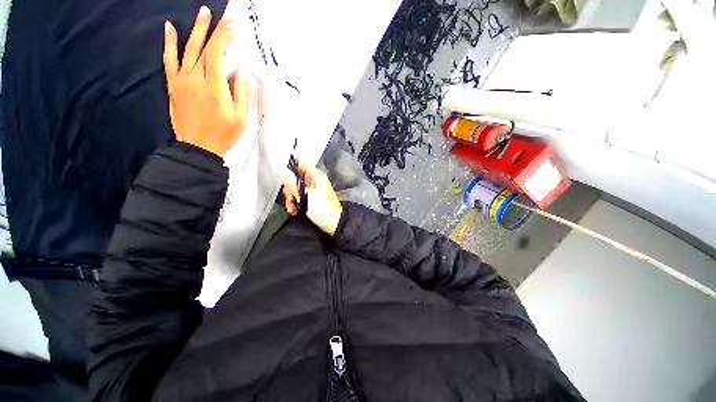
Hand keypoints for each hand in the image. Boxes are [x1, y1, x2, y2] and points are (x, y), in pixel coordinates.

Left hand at [163, 6, 248, 156]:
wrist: (198, 147)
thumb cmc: (223, 134)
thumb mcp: (241, 119)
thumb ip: (240, 94)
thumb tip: (239, 74)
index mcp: (214, 87)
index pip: (217, 53)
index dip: (224, 37)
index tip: (234, 27)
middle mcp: (195, 78)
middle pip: (202, 47)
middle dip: (212, 29)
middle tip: (219, 14)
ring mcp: (181, 80)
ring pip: (186, 49)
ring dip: (195, 30)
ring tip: (202, 14)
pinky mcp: (174, 85)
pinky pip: (169, 60)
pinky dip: (168, 43)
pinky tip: (169, 28)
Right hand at [281, 159, 342, 236]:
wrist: (333, 223)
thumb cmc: (323, 209)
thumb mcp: (305, 196)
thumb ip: (292, 183)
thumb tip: (280, 170)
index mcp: (315, 175)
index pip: (300, 161)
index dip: (289, 164)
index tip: (282, 174)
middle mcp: (313, 180)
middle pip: (295, 177)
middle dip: (289, 188)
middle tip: (291, 197)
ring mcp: (312, 189)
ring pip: (295, 188)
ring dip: (291, 198)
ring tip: (293, 207)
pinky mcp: (311, 198)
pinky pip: (299, 196)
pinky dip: (295, 202)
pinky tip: (294, 210)